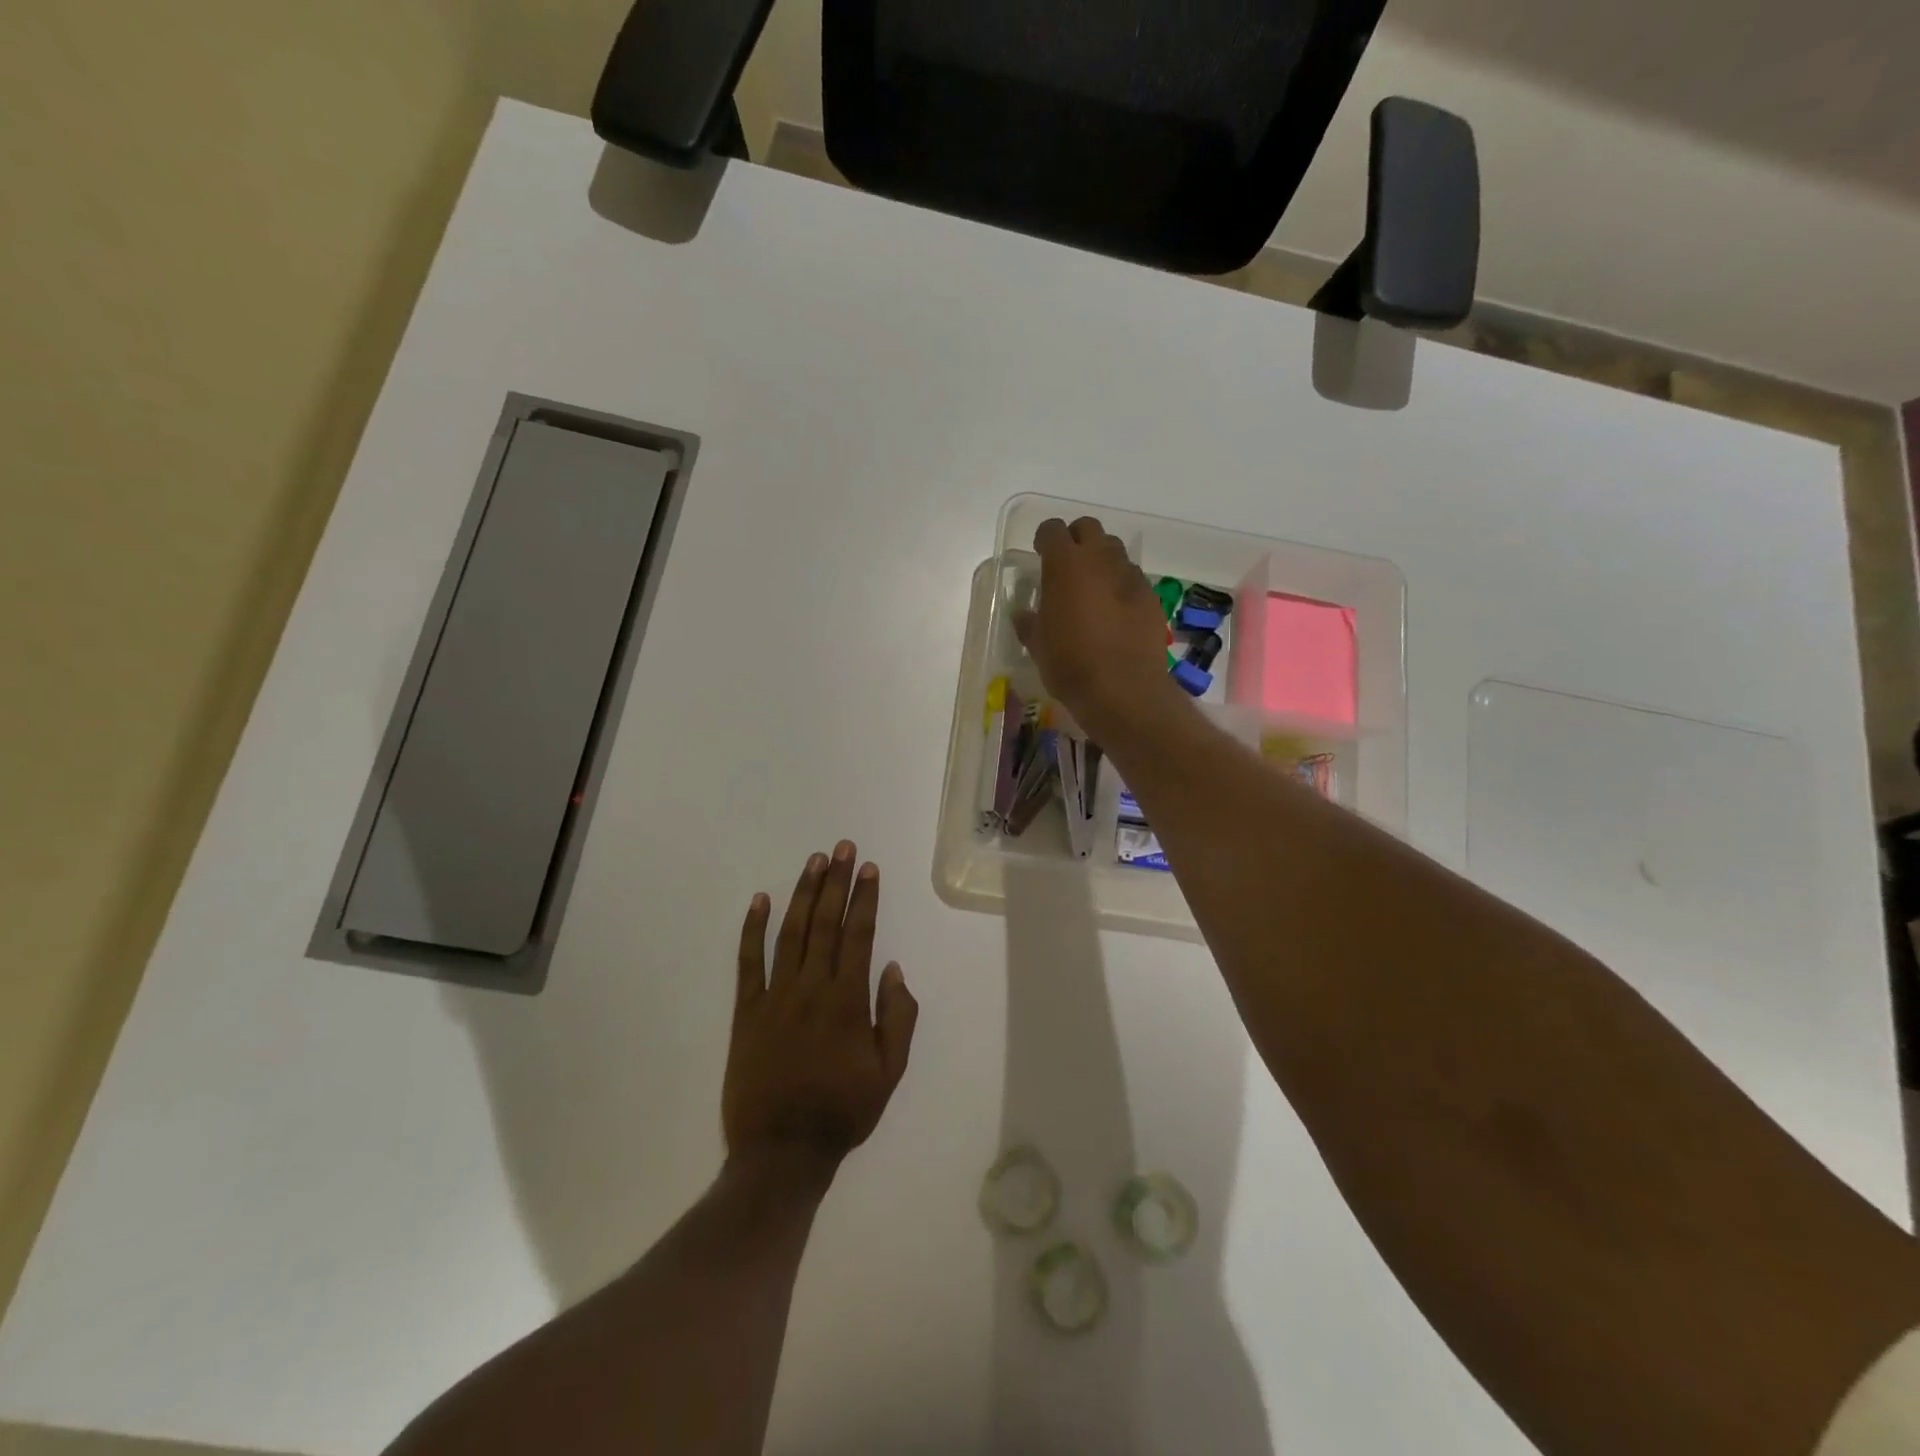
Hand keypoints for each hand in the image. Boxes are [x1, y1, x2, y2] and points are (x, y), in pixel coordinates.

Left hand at [724, 842, 918, 1177]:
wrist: (782, 1152)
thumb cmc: (842, 1111)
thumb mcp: (889, 1072)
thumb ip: (897, 1018)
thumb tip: (893, 969)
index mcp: (848, 1001)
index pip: (859, 935)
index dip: (865, 899)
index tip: (869, 868)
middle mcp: (812, 988)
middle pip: (826, 924)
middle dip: (837, 882)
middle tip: (843, 848)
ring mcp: (775, 997)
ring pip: (791, 933)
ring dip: (803, 894)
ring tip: (814, 861)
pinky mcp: (746, 1011)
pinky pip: (747, 963)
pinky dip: (752, 930)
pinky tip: (759, 900)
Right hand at [1015, 516, 1179, 736]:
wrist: (1123, 689)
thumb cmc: (1070, 664)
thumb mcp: (1038, 645)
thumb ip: (1029, 622)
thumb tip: (1023, 613)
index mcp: (1065, 564)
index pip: (1052, 530)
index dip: (1044, 539)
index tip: (1040, 553)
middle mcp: (1100, 559)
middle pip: (1088, 528)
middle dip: (1076, 540)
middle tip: (1067, 566)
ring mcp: (1130, 575)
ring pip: (1114, 550)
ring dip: (1101, 560)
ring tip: (1093, 588)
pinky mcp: (1151, 596)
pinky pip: (1132, 578)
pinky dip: (1121, 585)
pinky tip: (1116, 611)